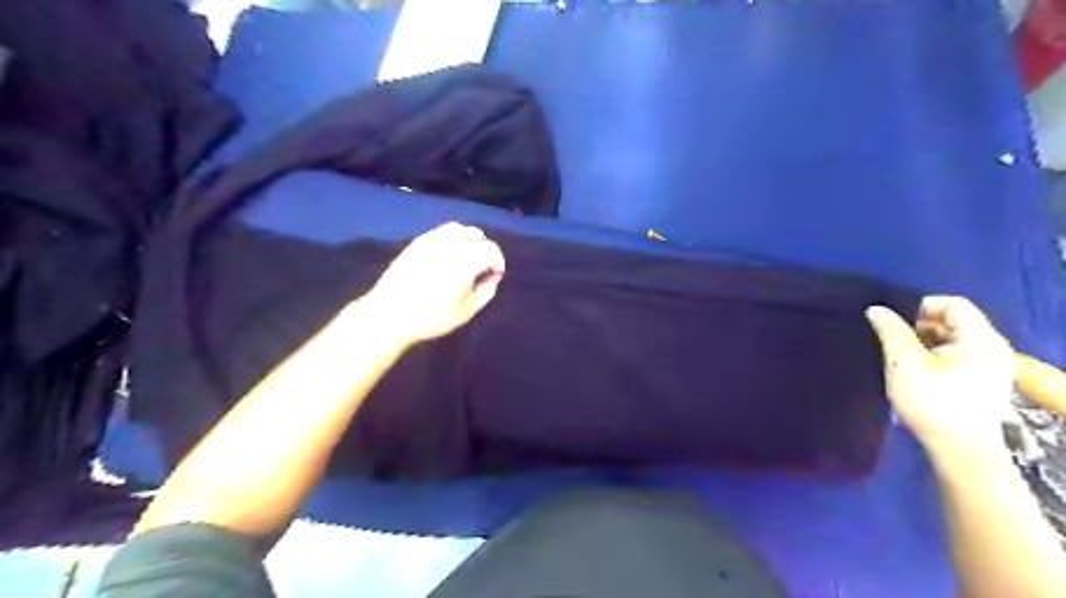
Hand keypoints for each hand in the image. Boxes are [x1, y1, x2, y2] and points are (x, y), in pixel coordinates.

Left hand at [363, 222, 504, 345]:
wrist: (389, 315)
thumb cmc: (430, 318)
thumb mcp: (465, 313)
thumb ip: (484, 293)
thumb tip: (492, 279)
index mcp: (465, 261)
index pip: (491, 249)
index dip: (498, 262)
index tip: (494, 276)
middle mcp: (450, 245)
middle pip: (476, 234)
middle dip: (484, 248)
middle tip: (481, 268)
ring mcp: (431, 240)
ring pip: (458, 228)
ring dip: (467, 240)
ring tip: (464, 259)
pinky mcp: (416, 243)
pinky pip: (440, 232)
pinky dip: (450, 239)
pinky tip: (446, 257)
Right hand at [866, 296, 1014, 455]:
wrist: (960, 451)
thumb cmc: (933, 401)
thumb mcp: (904, 362)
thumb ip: (891, 331)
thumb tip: (877, 309)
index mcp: (980, 339)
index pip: (953, 304)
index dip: (920, 306)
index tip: (894, 322)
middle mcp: (991, 349)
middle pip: (952, 322)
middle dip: (918, 327)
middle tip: (892, 341)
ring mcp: (988, 368)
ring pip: (951, 341)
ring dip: (922, 344)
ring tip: (898, 358)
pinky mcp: (980, 383)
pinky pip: (954, 358)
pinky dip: (932, 358)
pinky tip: (912, 372)